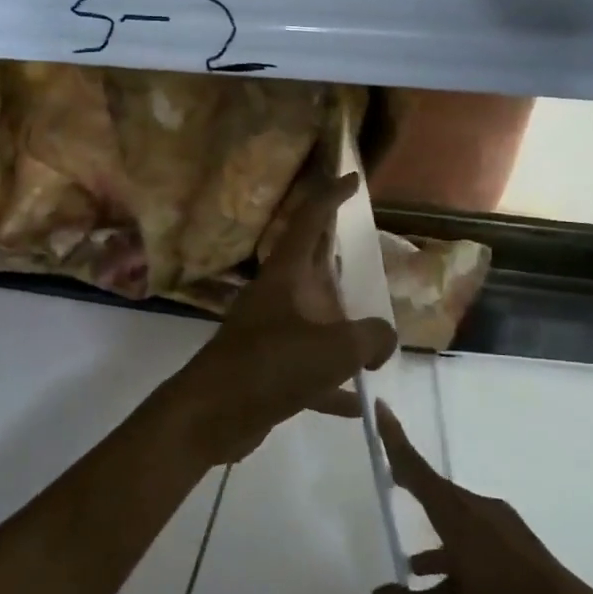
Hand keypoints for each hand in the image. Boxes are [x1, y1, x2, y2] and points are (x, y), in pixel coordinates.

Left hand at [155, 172, 395, 466]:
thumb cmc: (269, 367)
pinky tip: (358, 404)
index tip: (352, 178)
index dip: (330, 196)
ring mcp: (268, 336)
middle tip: (371, 258)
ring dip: (341, 330)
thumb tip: (382, 341)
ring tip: (375, 340)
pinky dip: (332, 385)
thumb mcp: (334, 348)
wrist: (210, 415)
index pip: (309, 222)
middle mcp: (274, 299)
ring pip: (313, 324)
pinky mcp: (266, 373)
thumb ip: (371, 337)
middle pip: (313, 270)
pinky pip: (308, 373)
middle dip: (340, 262)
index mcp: (284, 278)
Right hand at [369, 404, 592, 593]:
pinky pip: (474, 539)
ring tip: (409, 565)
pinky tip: (449, 590)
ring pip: (455, 520)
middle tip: (386, 478)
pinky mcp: (521, 551)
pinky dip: (454, 554)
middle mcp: (481, 512)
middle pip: (435, 490)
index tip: (379, 406)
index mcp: (459, 517)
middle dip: (409, 484)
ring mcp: (505, 531)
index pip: (416, 469)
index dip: (394, 439)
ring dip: (432, 534)